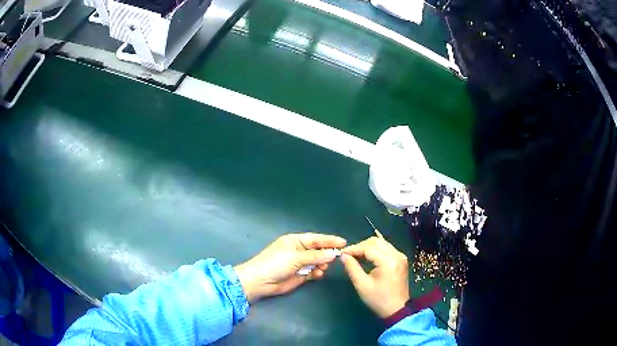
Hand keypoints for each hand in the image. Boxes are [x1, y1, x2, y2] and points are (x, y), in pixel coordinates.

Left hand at [234, 233, 345, 302]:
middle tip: (336, 257)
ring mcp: (299, 263)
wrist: (260, 282)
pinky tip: (317, 274)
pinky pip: (313, 272)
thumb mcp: (295, 257)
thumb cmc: (275, 264)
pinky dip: (317, 272)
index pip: (316, 239)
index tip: (344, 242)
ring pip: (317, 262)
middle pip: (318, 250)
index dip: (329, 240)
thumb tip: (333, 253)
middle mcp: (298, 251)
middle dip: (326, 253)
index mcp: (295, 241)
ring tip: (322, 267)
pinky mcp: (300, 275)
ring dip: (322, 264)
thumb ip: (315, 256)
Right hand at [341, 237, 409, 317]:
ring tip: (356, 256)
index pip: (368, 247)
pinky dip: (375, 251)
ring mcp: (400, 256)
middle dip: (360, 246)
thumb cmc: (378, 299)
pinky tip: (367, 258)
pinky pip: (386, 249)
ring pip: (381, 243)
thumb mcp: (362, 285)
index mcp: (388, 261)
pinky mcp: (401, 260)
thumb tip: (344, 256)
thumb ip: (352, 268)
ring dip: (368, 247)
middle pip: (376, 241)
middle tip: (349, 255)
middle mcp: (396, 255)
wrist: (397, 309)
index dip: (354, 248)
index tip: (342, 253)